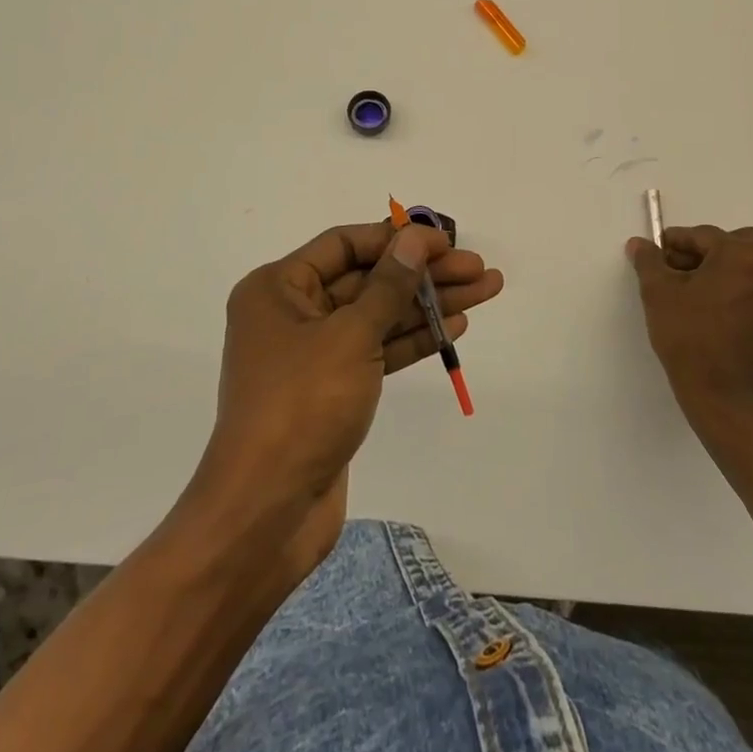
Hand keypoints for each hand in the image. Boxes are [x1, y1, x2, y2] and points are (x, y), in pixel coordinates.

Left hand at [197, 222, 502, 566]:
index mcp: (278, 288)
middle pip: (368, 278)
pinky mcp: (334, 389)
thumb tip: (415, 238)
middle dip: (423, 273)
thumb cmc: (301, 407)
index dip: (396, 238)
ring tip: (485, 289)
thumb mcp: (350, 336)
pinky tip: (454, 326)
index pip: (345, 244)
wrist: (267, 513)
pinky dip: (413, 338)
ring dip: (428, 303)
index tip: (443, 241)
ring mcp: (314, 354)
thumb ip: (389, 285)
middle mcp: (293, 313)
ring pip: (379, 315)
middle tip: (478, 268)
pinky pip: (378, 350)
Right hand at [626, 225, 752, 428]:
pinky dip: (741, 295)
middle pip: (736, 246)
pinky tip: (716, 315)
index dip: (676, 243)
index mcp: (744, 255)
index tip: (657, 254)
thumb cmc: (690, 337)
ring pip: (752, 270)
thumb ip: (649, 261)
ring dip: (726, 273)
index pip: (704, 236)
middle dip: (707, 253)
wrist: (725, 399)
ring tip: (696, 295)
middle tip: (680, 273)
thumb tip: (640, 244)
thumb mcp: (658, 293)